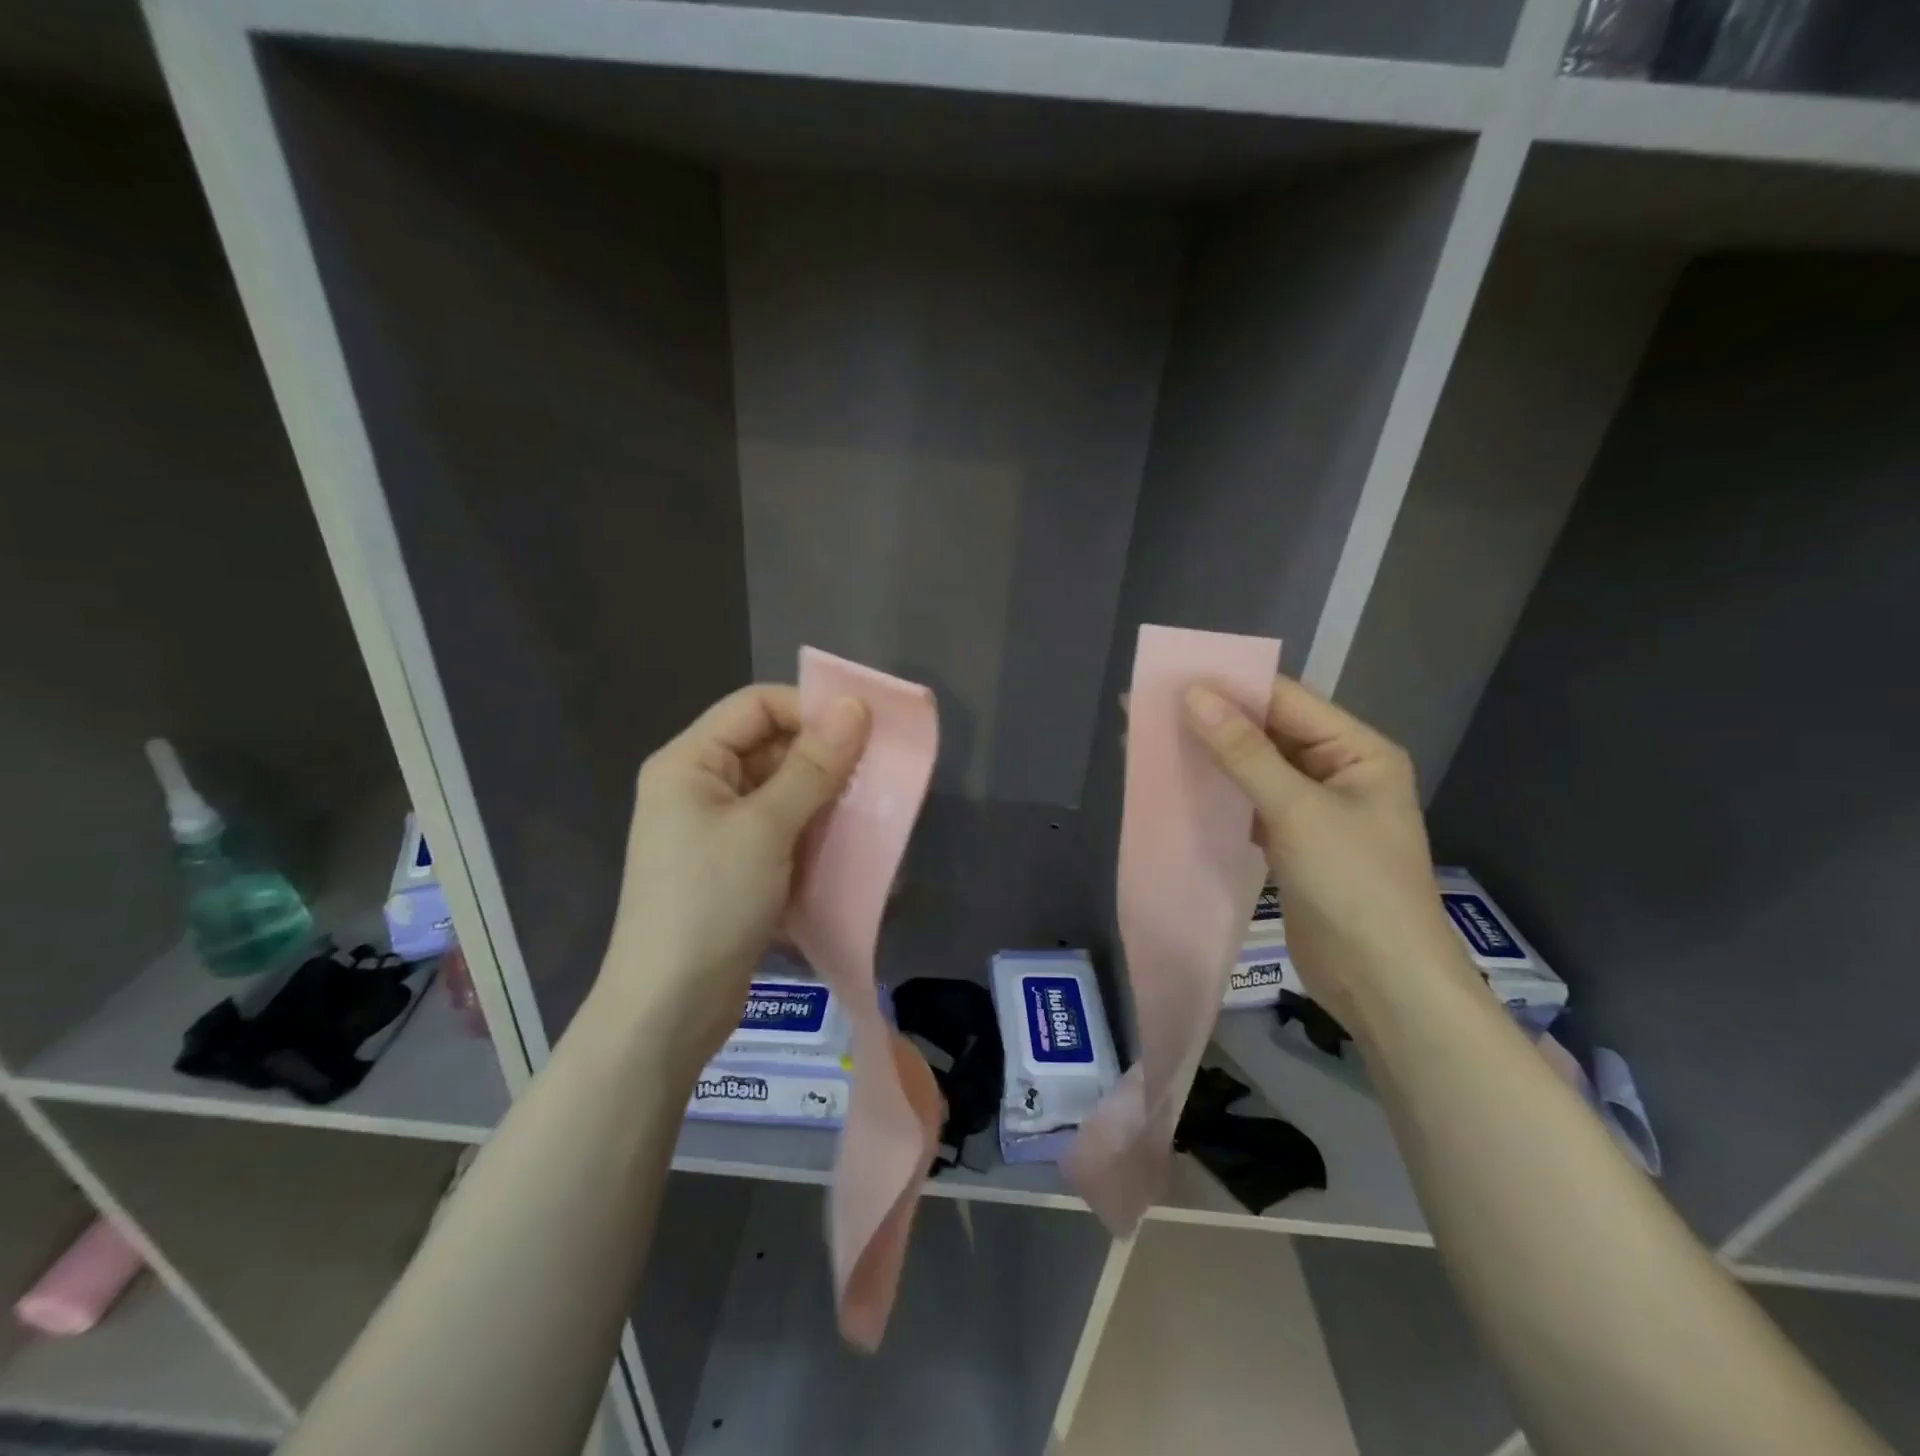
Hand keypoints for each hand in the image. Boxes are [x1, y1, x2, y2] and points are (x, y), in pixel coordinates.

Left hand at [601, 685, 869, 1065]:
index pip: (756, 706)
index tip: (865, 730)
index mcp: (689, 762)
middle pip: (770, 748)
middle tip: (879, 774)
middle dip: (825, 758)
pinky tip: (852, 846)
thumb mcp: (766, 826)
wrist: (670, 1008)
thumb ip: (814, 766)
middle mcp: (699, 787)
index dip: (809, 709)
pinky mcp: (735, 867)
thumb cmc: (711, 902)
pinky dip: (815, 833)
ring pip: (782, 792)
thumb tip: (854, 705)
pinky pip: (782, 831)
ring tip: (874, 810)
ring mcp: (716, 830)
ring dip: (826, 798)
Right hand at [1182, 676, 1463, 1023]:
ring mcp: (1314, 809)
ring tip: (1151, 741)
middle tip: (1147, 707)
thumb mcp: (1297, 811)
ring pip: (1253, 768)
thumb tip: (1193, 695)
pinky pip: (1248, 803)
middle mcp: (1338, 770)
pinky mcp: (1292, 842)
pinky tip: (1176, 785)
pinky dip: (1216, 794)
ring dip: (1209, 756)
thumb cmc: (1353, 885)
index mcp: (1358, 750)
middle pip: (1268, 732)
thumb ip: (1243, 752)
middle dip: (1212, 720)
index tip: (1170, 675)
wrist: (1382, 984)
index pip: (1286, 700)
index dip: (1229, 685)